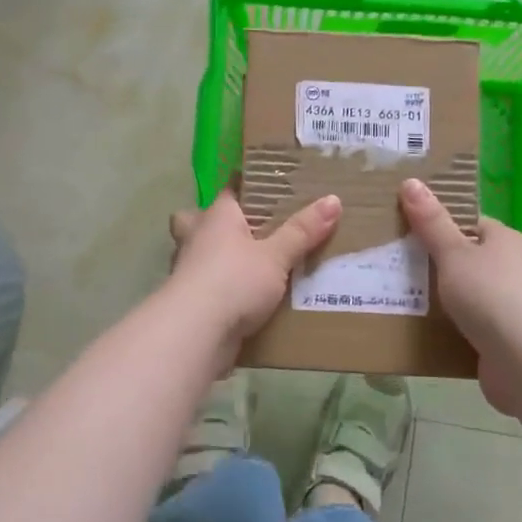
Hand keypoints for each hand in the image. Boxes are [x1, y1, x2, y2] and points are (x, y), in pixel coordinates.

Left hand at [166, 191, 341, 358]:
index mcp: (216, 216)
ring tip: (248, 267)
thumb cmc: (234, 280)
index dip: (247, 188)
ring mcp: (187, 270)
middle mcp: (196, 237)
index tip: (268, 190)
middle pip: (196, 220)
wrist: (196, 333)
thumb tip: (333, 199)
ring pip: (199, 255)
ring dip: (216, 259)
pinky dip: (220, 290)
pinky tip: (241, 299)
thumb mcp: (276, 256)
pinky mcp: (189, 301)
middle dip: (213, 224)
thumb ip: (302, 230)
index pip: (229, 191)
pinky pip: (207, 287)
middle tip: (243, 232)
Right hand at [399, 178, 521, 415]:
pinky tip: (425, 331)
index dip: (440, 225)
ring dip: (443, 299)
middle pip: (468, 259)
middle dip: (437, 264)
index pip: (469, 224)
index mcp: (504, 240)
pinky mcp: (506, 339)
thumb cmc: (490, 295)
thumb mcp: (453, 253)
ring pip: (469, 294)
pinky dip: (452, 327)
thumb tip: (411, 181)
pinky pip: (472, 325)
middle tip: (396, 266)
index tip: (407, 232)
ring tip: (401, 298)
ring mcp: (512, 306)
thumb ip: (431, 222)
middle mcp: (513, 269)